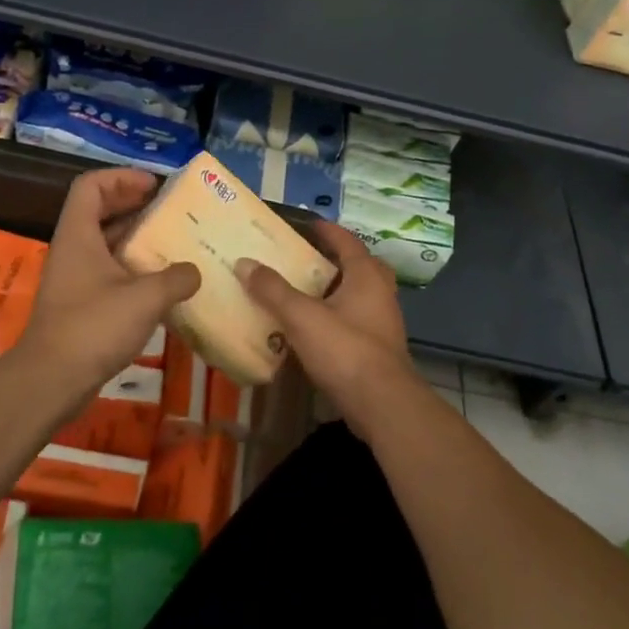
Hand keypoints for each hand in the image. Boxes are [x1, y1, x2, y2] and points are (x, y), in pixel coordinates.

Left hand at [18, 167, 199, 392]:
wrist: (50, 382)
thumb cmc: (93, 327)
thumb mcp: (144, 298)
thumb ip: (175, 278)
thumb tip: (194, 272)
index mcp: (79, 235)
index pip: (91, 185)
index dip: (121, 177)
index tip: (153, 186)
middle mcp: (73, 249)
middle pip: (98, 210)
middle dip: (133, 204)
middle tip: (168, 209)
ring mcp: (74, 278)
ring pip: (105, 243)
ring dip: (136, 238)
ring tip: (172, 242)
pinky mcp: (80, 305)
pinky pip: (108, 271)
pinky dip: (133, 268)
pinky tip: (160, 283)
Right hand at [237, 222, 419, 440]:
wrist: (382, 404)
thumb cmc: (345, 350)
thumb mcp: (302, 316)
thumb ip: (273, 290)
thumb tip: (245, 263)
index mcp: (366, 275)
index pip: (347, 241)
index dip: (328, 231)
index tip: (308, 224)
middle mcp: (381, 292)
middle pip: (359, 266)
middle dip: (335, 260)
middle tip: (307, 259)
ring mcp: (383, 322)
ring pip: (359, 295)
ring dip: (335, 290)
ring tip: (304, 292)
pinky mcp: (379, 349)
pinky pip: (356, 320)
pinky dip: (337, 317)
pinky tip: (315, 328)